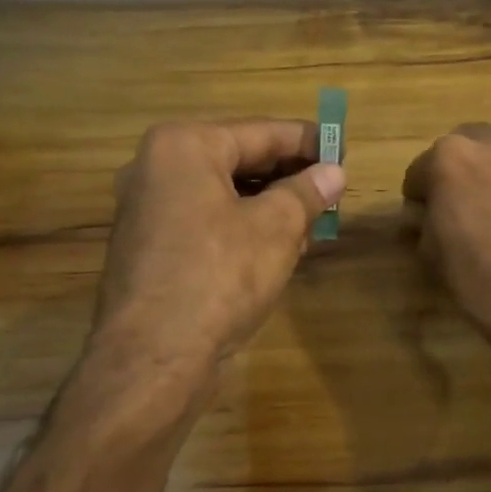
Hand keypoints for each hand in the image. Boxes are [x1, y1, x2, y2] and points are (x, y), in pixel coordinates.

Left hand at [88, 120, 345, 405]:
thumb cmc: (219, 276)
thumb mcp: (276, 228)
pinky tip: (276, 247)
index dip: (308, 141)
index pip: (260, 132)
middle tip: (331, 188)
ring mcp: (146, 210)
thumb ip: (307, 192)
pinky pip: (205, 220)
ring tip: (312, 220)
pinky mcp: (149, 247)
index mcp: (183, 146)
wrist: (153, 359)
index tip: (343, 149)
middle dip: (288, 176)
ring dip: (268, 204)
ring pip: (223, 193)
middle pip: (238, 160)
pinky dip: (241, 226)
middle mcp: (156, 168)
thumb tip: (334, 173)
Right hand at [402, 124, 490, 395]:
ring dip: (485, 179)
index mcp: (450, 157)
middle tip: (455, 215)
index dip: (418, 202)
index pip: (418, 174)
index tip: (422, 226)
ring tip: (490, 220)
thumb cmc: (484, 278)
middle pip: (460, 151)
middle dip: (453, 177)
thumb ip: (423, 225)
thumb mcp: (434, 256)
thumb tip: (424, 218)